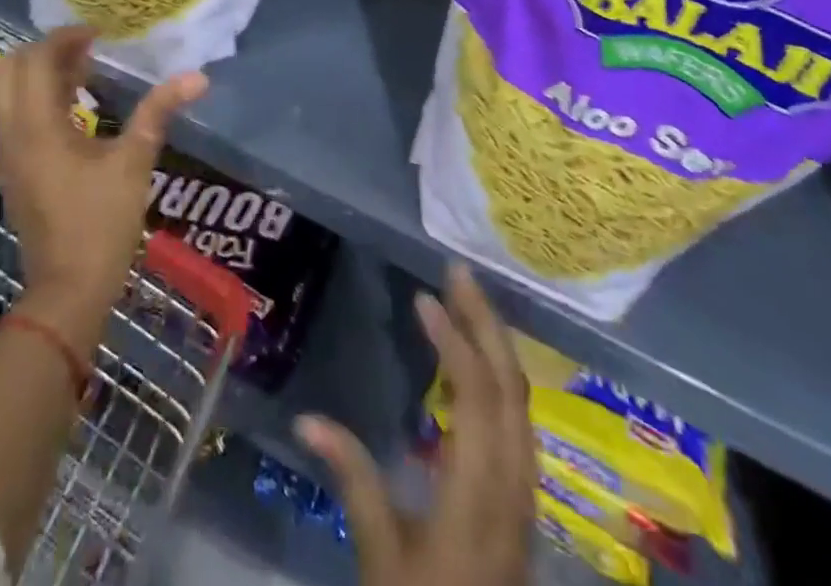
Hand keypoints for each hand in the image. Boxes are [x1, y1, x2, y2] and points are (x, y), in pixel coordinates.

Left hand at [0, 27, 206, 349]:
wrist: (68, 290)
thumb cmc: (101, 223)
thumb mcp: (134, 162)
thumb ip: (158, 112)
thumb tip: (197, 78)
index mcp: (37, 125)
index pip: (38, 59)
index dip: (66, 38)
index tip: (99, 33)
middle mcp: (12, 132)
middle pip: (14, 68)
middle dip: (48, 51)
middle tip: (88, 49)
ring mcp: (7, 152)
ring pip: (10, 91)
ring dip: (42, 73)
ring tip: (84, 72)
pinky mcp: (12, 169)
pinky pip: (15, 115)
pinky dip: (38, 97)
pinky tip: (74, 107)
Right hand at [298, 264, 534, 585]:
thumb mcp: (380, 559)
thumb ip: (353, 481)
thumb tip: (306, 420)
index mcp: (478, 495)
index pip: (477, 398)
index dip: (454, 341)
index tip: (424, 299)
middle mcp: (513, 487)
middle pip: (511, 388)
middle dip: (485, 323)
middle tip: (458, 273)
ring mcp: (524, 497)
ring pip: (522, 403)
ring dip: (496, 345)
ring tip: (467, 303)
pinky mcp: (522, 505)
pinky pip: (520, 423)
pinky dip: (500, 378)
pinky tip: (479, 365)